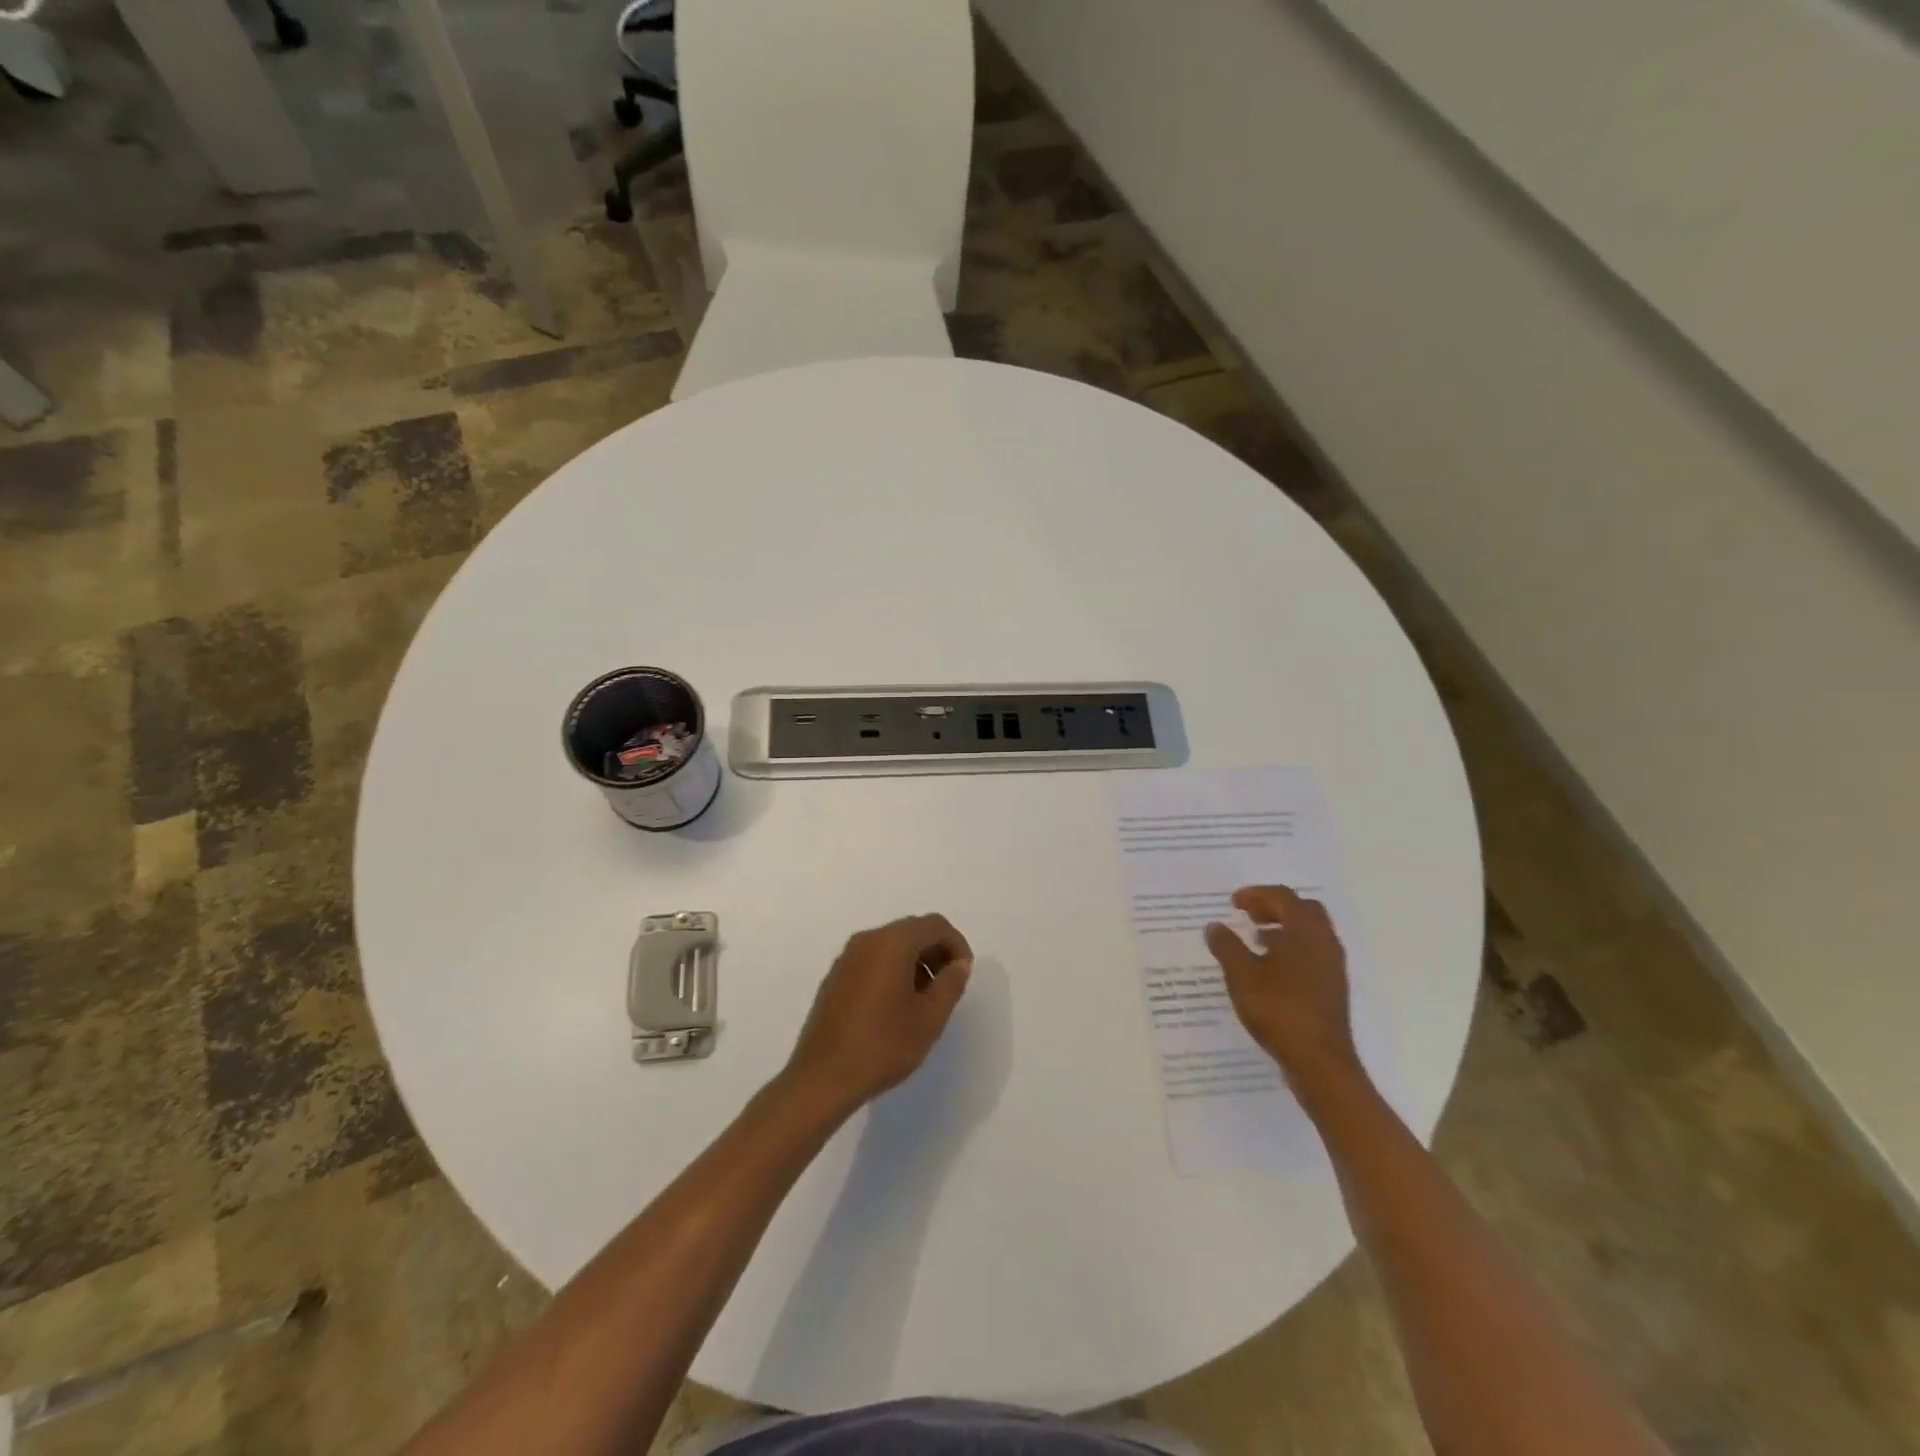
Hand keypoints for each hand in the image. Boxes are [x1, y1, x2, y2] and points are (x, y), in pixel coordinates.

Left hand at [783, 914, 973, 1116]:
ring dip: (915, 963)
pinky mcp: (836, 976)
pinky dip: (893, 971)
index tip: (963, 976)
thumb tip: (959, 964)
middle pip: (913, 931)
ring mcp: (847, 957)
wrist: (823, 1078)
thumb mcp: (929, 1018)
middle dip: (936, 953)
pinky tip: (896, 1007)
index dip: (957, 945)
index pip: (935, 925)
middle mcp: (867, 940)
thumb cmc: (882, 1046)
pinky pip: (873, 960)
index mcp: (892, 943)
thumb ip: (950, 984)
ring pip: (892, 945)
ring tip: (924, 1001)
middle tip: (947, 988)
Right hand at [1204, 885, 1362, 1095]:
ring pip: (1310, 933)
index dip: (1257, 894)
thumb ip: (1227, 946)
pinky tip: (1270, 968)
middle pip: (1303, 910)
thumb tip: (1215, 926)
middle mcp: (1324, 942)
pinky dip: (1292, 949)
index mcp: (1305, 932)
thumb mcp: (1242, 975)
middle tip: (1249, 914)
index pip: (1283, 897)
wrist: (1320, 1062)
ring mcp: (1332, 967)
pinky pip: (1312, 954)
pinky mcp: (1333, 988)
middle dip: (1275, 907)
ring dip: (1284, 928)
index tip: (1234, 902)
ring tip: (1256, 938)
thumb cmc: (1279, 1010)